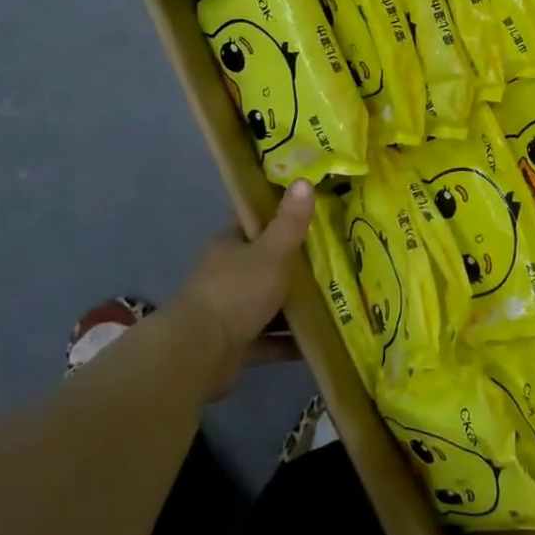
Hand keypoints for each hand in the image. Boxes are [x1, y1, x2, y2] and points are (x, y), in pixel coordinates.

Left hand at [178, 180, 314, 397]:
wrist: (199, 353)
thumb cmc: (236, 291)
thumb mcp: (271, 251)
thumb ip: (290, 222)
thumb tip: (304, 181)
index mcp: (229, 245)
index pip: (255, 222)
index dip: (280, 214)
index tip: (312, 211)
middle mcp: (227, 274)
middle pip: (265, 263)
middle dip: (295, 263)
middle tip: (335, 257)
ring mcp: (229, 310)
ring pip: (268, 303)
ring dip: (295, 306)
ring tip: (335, 301)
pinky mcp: (234, 344)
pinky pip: (268, 339)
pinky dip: (289, 342)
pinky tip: (319, 343)